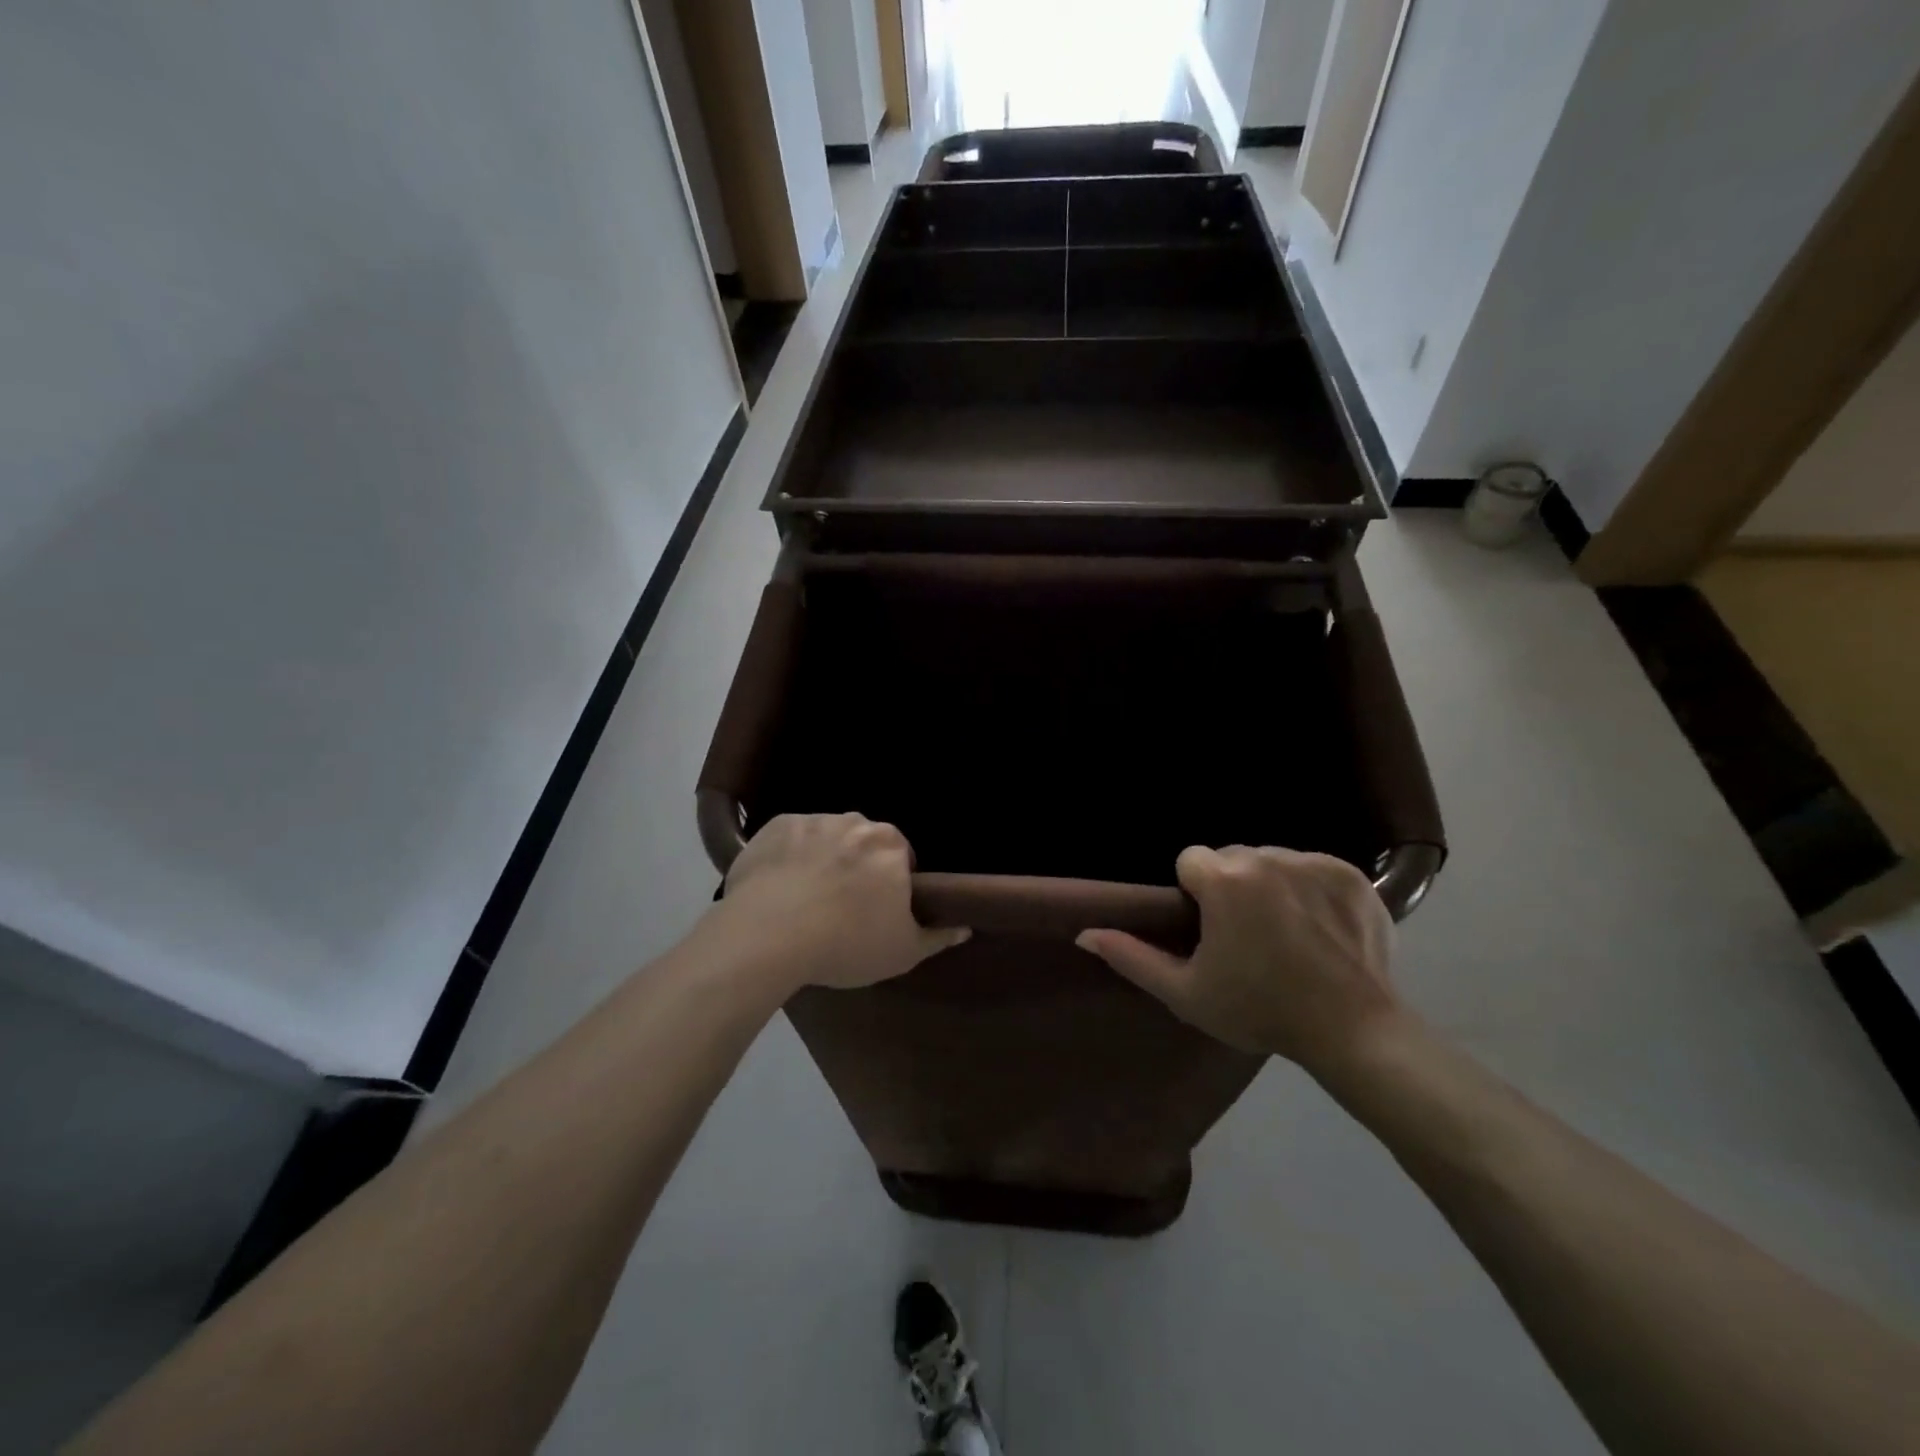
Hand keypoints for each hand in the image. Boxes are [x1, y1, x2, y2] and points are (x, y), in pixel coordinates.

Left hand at [717, 814, 968, 992]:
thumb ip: (937, 937)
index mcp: (891, 845)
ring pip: (826, 838)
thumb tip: (964, 927)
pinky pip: (789, 839)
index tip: (876, 912)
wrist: (768, 935)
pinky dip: (788, 857)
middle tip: (842, 907)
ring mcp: (813, 820)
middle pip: (863, 843)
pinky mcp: (774, 826)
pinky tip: (778, 887)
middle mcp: (855, 822)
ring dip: (823, 858)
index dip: (891, 885)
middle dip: (858, 866)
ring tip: (805, 898)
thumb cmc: (846, 943)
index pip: (901, 858)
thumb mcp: (902, 952)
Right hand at [1076, 845, 1398, 1072]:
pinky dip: (1309, 889)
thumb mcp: (1187, 992)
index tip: (1211, 930)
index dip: (1195, 895)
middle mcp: (1268, 857)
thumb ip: (1132, 957)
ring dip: (1268, 885)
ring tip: (1285, 933)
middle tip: (1247, 937)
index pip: (1191, 861)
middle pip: (1231, 858)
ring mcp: (1314, 863)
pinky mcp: (1352, 874)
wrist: (1354, 1031)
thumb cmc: (1260, 1010)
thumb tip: (1085, 934)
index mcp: (1225, 880)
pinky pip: (1312, 868)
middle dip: (1230, 887)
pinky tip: (1319, 927)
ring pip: (1271, 860)